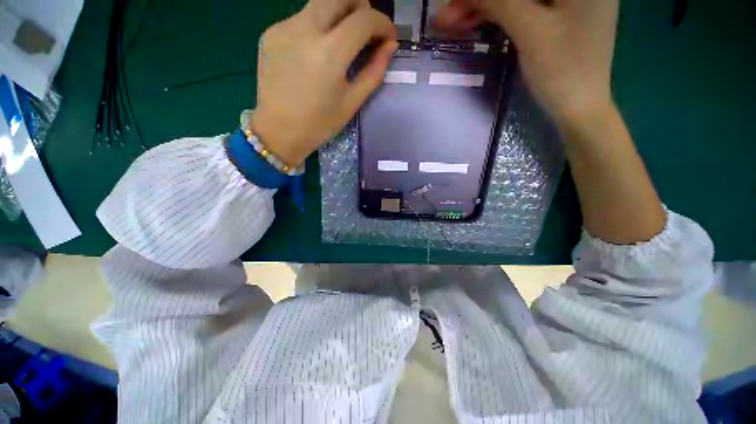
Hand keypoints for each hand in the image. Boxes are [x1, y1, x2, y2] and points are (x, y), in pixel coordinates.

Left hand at [251, 0, 397, 166]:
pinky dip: (317, 27)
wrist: (278, 131)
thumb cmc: (320, 123)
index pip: (364, 18)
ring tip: (343, 41)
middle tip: (366, 29)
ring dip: (338, 15)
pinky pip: (301, 19)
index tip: (388, 37)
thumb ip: (374, 71)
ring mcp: (283, 27)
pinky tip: (316, 52)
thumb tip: (389, 46)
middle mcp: (305, 29)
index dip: (382, 23)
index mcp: (329, 52)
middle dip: (360, 6)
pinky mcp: (270, 33)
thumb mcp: (352, 102)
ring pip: (318, 4)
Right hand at [435, 0, 619, 127]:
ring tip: (452, 22)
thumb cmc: (563, 70)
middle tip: (447, 14)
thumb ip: (501, 2)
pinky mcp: (556, 17)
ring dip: (484, 8)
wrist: (579, 108)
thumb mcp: (531, 32)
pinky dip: (496, 16)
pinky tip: (473, 23)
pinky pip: (521, 9)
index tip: (454, 1)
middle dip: (481, 0)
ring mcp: (566, 1)